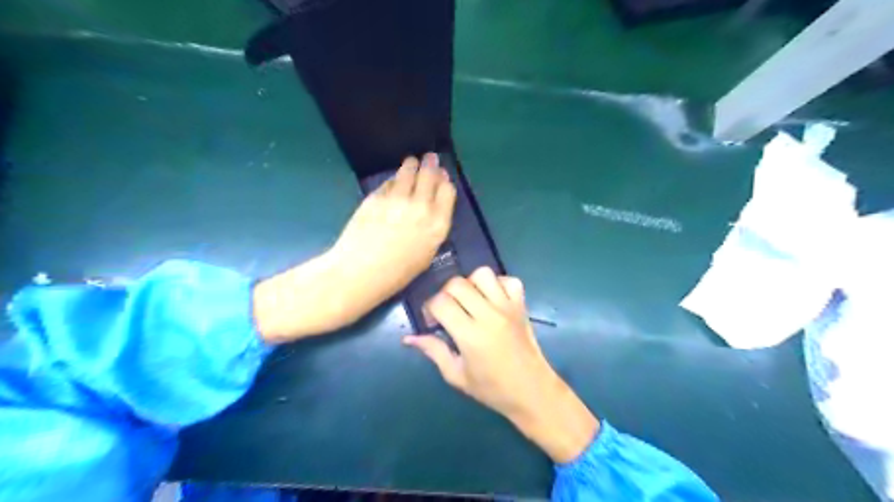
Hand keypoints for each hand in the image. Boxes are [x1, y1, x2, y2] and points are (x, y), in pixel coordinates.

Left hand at [326, 152, 456, 316]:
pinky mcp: (376, 196)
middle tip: (430, 158)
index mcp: (437, 225)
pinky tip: (394, 179)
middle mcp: (421, 207)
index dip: (444, 181)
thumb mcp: (426, 254)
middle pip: (429, 176)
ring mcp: (397, 199)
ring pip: (408, 173)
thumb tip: (432, 208)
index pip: (447, 192)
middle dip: (431, 165)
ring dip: (412, 165)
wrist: (360, 272)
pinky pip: (389, 182)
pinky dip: (394, 179)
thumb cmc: (397, 274)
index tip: (442, 176)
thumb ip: (432, 228)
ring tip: (412, 161)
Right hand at [405, 269, 599, 464]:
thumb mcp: (457, 376)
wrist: (532, 391)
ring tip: (470, 301)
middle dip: (445, 293)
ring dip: (471, 283)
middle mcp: (489, 315)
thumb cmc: (492, 389)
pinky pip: (509, 280)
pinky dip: (498, 284)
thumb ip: (434, 351)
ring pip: (483, 274)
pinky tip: (492, 299)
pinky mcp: (521, 306)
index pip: (441, 303)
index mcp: (470, 335)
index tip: (432, 321)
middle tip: (448, 311)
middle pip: (458, 283)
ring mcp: (508, 307)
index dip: (429, 308)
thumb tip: (409, 338)